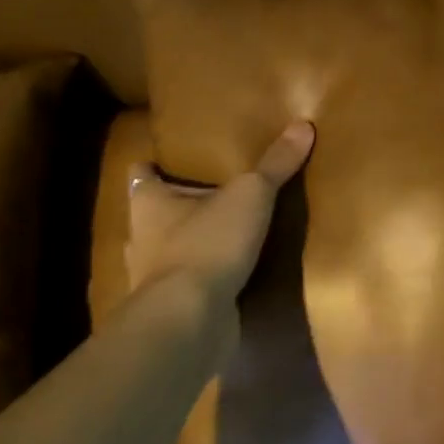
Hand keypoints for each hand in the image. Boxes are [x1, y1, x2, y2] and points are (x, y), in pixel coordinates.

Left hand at [125, 122, 314, 299]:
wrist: (190, 319)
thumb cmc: (207, 243)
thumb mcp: (250, 195)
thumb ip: (275, 164)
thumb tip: (303, 124)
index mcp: (148, 203)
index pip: (141, 175)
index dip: (153, 166)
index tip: (168, 160)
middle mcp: (141, 238)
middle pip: (153, 215)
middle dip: (176, 208)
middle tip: (210, 195)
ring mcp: (152, 279)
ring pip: (167, 252)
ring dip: (189, 246)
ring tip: (223, 236)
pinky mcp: (170, 310)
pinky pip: (186, 287)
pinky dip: (201, 281)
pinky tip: (227, 278)